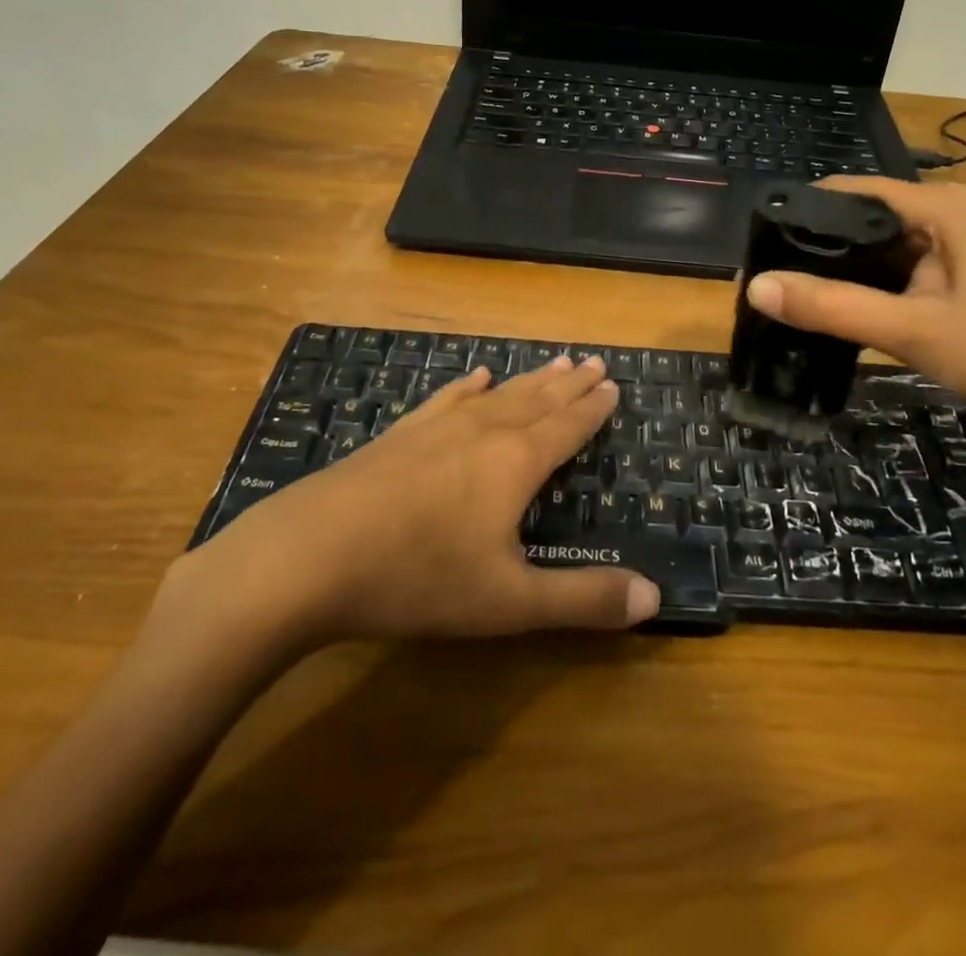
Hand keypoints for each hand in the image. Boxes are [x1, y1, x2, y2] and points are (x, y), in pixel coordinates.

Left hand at [142, 356, 660, 681]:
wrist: (311, 553)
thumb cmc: (419, 577)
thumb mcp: (510, 603)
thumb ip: (583, 599)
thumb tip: (654, 596)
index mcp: (516, 463)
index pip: (567, 427)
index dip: (593, 409)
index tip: (613, 385)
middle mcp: (484, 432)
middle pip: (537, 401)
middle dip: (569, 385)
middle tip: (593, 362)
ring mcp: (437, 428)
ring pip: (498, 395)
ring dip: (530, 380)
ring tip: (554, 361)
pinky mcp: (400, 435)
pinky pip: (447, 399)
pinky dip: (467, 387)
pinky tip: (474, 377)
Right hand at [745, 179, 965, 447]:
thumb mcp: (911, 329)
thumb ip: (833, 307)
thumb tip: (756, 286)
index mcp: (940, 206)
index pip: (851, 191)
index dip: (801, 211)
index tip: (756, 241)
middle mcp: (943, 214)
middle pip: (861, 218)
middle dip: (814, 244)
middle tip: (763, 275)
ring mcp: (950, 246)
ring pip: (875, 247)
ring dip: (836, 268)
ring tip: (784, 290)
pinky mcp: (951, 275)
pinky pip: (893, 270)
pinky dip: (862, 285)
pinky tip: (831, 306)